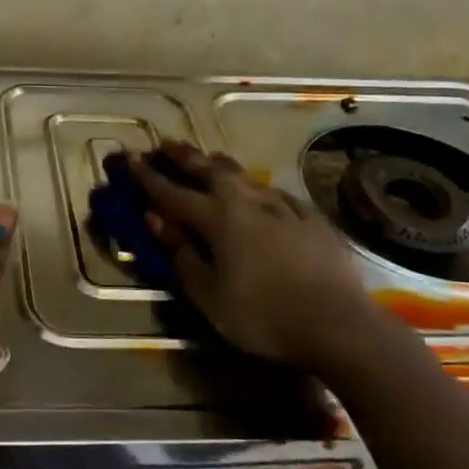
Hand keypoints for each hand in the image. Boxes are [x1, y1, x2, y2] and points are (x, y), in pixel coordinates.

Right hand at [132, 141, 391, 379]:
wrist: (339, 324)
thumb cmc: (262, 315)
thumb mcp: (209, 294)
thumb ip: (181, 254)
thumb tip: (155, 219)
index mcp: (217, 218)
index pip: (172, 192)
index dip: (148, 177)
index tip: (130, 158)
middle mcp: (247, 202)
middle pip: (209, 170)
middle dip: (183, 156)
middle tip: (165, 144)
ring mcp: (282, 207)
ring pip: (243, 175)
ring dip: (219, 164)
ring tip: (208, 157)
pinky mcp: (310, 218)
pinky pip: (273, 192)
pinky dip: (255, 186)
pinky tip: (258, 190)